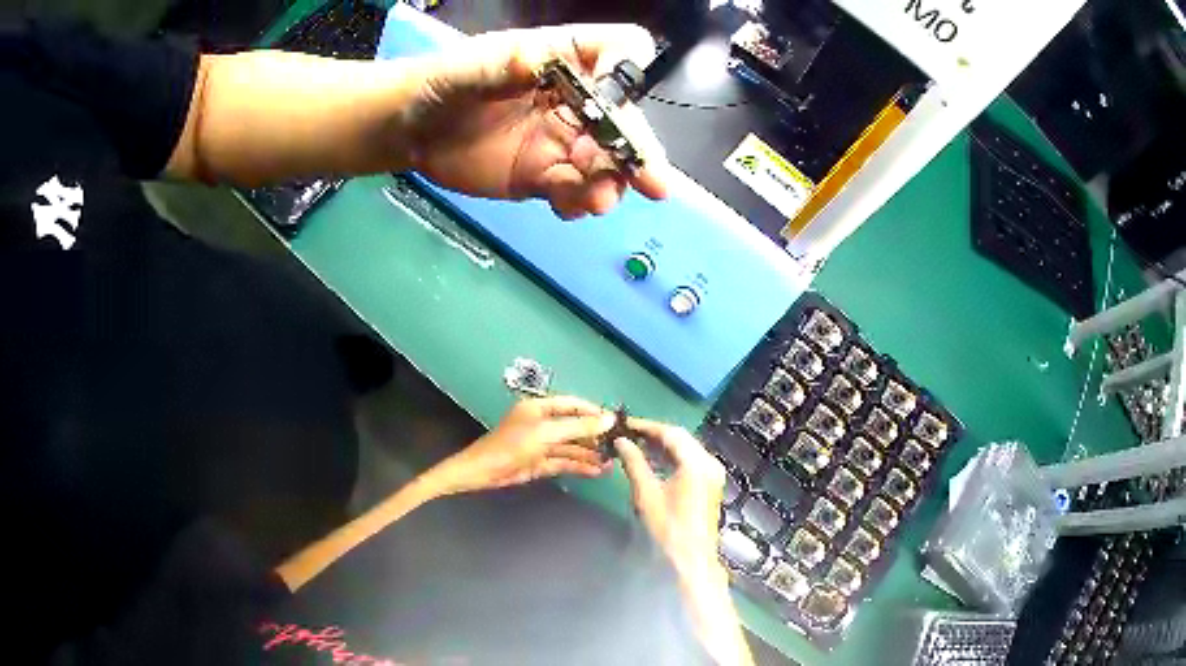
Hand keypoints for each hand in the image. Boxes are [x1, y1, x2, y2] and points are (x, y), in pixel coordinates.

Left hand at [405, 24, 669, 218]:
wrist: (412, 131)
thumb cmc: (442, 85)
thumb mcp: (468, 69)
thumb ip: (503, 65)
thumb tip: (537, 61)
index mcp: (564, 59)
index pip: (617, 51)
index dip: (625, 68)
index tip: (614, 95)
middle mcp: (575, 99)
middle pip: (623, 118)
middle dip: (637, 148)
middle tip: (650, 182)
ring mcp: (562, 140)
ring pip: (604, 162)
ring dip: (610, 182)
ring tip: (595, 200)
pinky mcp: (544, 175)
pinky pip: (573, 191)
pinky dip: (578, 202)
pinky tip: (567, 209)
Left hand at [429, 396, 614, 495]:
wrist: (484, 472)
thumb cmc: (513, 445)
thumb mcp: (547, 433)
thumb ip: (579, 427)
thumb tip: (609, 419)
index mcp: (540, 408)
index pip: (573, 404)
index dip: (593, 412)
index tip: (616, 421)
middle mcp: (542, 423)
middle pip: (574, 427)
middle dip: (594, 436)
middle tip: (618, 446)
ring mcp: (541, 444)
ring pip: (571, 447)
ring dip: (589, 454)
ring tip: (612, 462)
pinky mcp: (540, 463)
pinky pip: (564, 462)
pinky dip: (579, 466)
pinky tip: (596, 471)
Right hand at [616, 420, 754, 665]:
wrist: (691, 557)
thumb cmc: (668, 527)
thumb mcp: (646, 494)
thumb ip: (634, 463)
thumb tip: (621, 441)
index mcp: (696, 463)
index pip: (670, 433)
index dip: (646, 426)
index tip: (625, 424)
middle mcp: (709, 463)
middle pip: (681, 438)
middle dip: (654, 434)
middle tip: (628, 433)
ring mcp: (713, 472)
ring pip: (686, 448)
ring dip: (663, 445)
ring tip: (636, 444)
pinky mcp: (711, 482)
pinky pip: (691, 460)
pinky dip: (673, 456)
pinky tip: (654, 460)